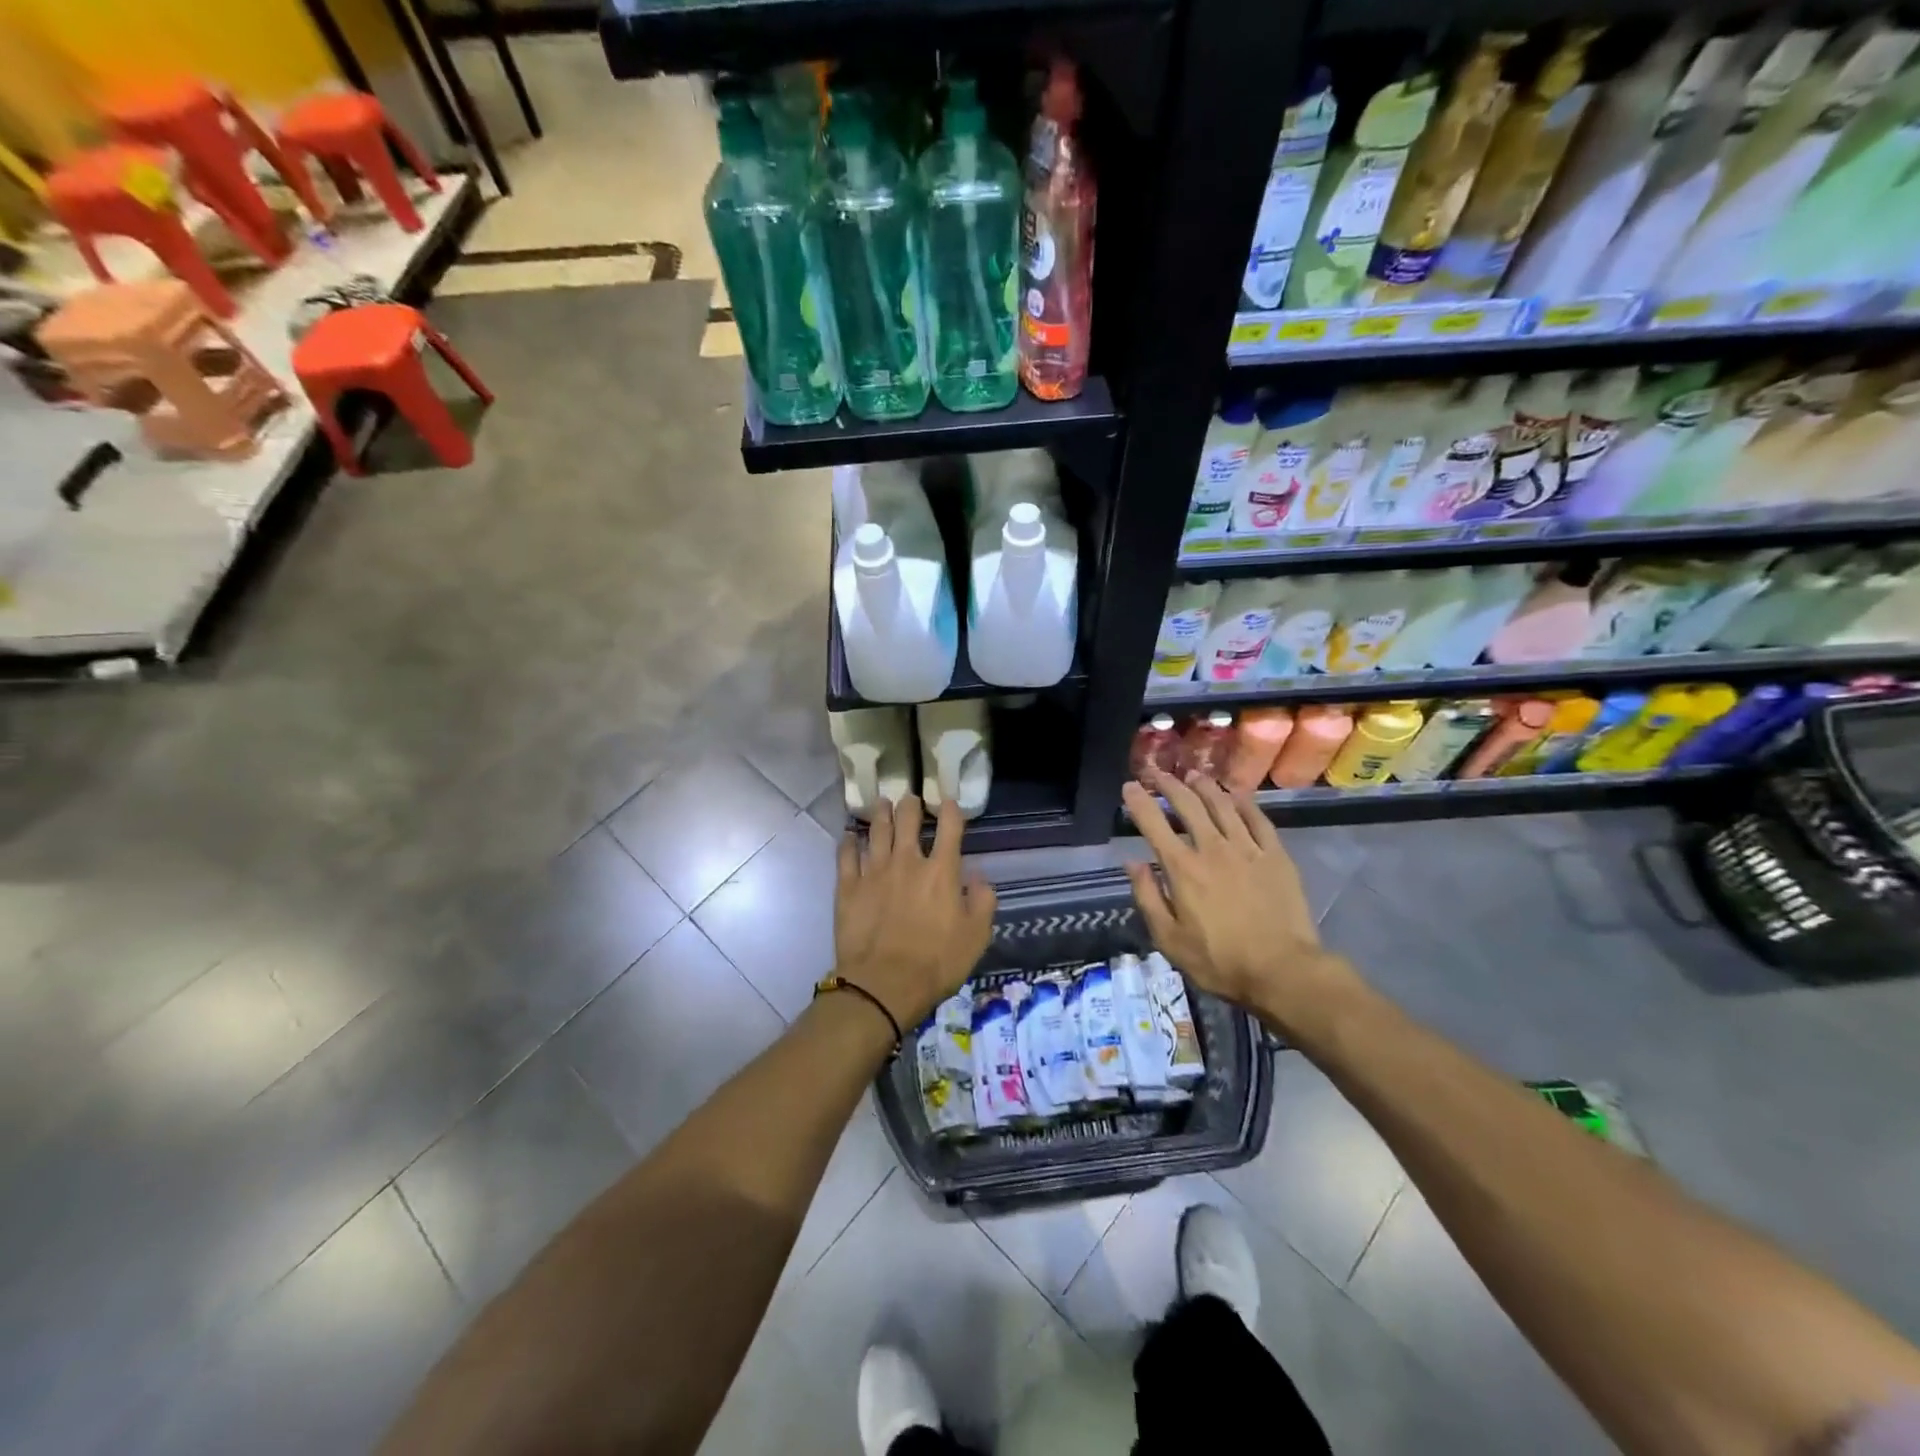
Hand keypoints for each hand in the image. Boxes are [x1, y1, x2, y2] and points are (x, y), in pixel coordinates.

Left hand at [834, 795, 996, 1031]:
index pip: (950, 828)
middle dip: (910, 805)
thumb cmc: (936, 963)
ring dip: (881, 814)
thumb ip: (982, 902)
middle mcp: (908, 862)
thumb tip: (979, 877)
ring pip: (877, 831)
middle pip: (907, 821)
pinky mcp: (848, 887)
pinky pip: (846, 856)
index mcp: (941, 872)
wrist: (884, 984)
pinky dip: (848, 842)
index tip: (949, 801)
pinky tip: (849, 835)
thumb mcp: (976, 937)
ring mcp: (874, 871)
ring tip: (881, 803)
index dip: (951, 810)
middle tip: (909, 798)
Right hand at [1121, 767, 1363, 1039]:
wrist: (1283, 970)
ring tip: (1193, 775)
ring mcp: (1247, 848)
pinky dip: (1244, 803)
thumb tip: (1132, 863)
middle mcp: (1212, 848)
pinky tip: (1236, 795)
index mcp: (1182, 868)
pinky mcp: (1276, 855)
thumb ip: (1147, 897)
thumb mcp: (1169, 939)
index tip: (1129, 786)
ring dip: (1204, 787)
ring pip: (1222, 805)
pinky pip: (1258, 819)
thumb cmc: (1219, 960)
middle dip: (1168, 784)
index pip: (1153, 824)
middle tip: (1156, 772)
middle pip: (1188, 805)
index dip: (1138, 802)